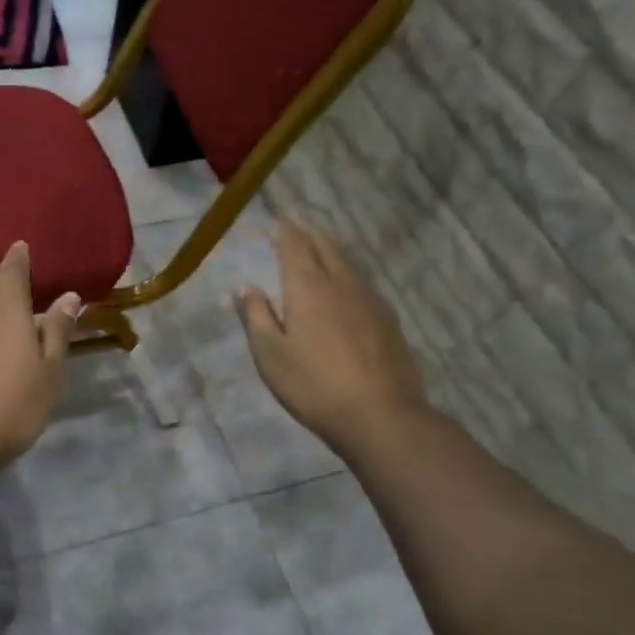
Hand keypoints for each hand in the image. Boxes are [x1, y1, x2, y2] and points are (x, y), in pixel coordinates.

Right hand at [236, 218, 429, 453]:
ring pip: (347, 262)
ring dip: (330, 248)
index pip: (294, 246)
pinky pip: (362, 282)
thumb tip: (246, 287)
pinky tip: (346, 284)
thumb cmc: (314, 385)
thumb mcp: (270, 355)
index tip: (277, 219)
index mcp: (308, 287)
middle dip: (308, 232)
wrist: (381, 415)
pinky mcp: (388, 320)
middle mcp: (341, 283)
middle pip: (325, 246)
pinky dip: (347, 271)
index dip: (284, 231)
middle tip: (297, 221)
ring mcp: (369, 300)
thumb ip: (257, 317)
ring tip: (319, 243)